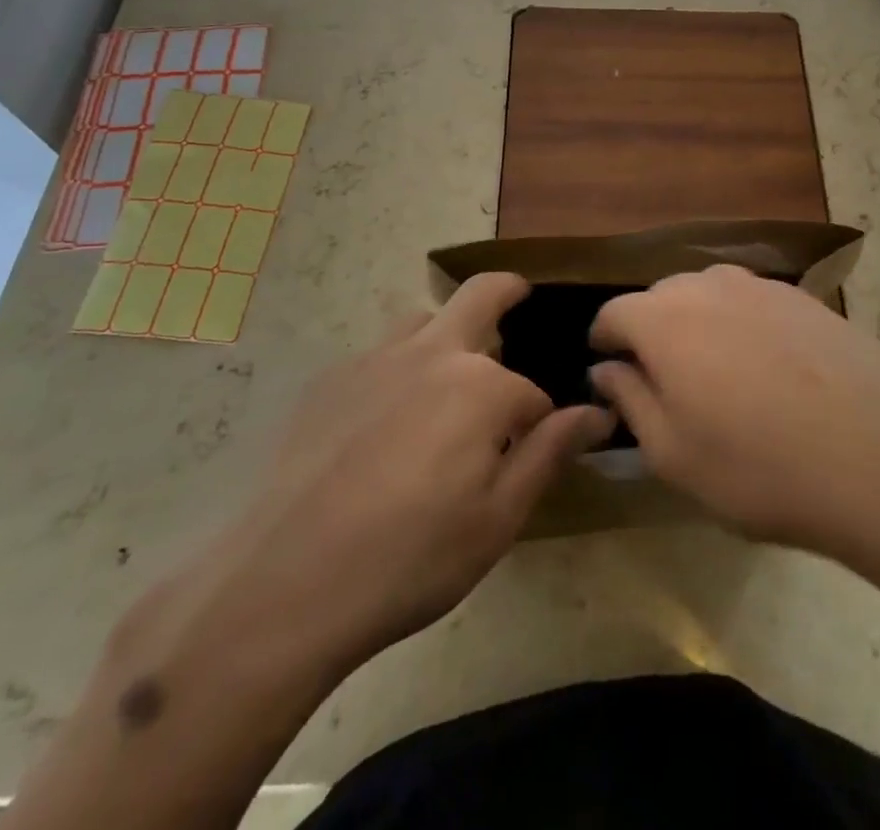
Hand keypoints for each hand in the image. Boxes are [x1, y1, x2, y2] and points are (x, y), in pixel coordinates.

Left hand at [189, 274, 613, 681]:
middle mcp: (432, 353)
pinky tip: (384, 422)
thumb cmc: (409, 560)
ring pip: (425, 320)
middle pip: (481, 294)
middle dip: (509, 292)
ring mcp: (374, 360)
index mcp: (481, 387)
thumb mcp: (497, 520)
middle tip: (519, 301)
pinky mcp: (330, 380)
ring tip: (446, 381)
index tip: (535, 452)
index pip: (532, 395)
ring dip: (448, 334)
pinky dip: (400, 367)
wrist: (283, 587)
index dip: (540, 425)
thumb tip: (597, 412)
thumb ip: (549, 454)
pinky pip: (379, 354)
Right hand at [589, 265, 879, 560]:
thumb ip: (630, 400)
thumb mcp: (673, 454)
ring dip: (699, 323)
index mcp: (665, 320)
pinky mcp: (807, 299)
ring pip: (710, 293)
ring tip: (716, 373)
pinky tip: (768, 369)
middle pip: (661, 296)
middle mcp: (709, 287)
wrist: (879, 456)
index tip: (607, 367)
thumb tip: (607, 369)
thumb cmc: (758, 467)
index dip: (604, 339)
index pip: (614, 313)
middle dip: (651, 329)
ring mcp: (763, 287)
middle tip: (663, 379)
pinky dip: (744, 325)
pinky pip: (755, 303)